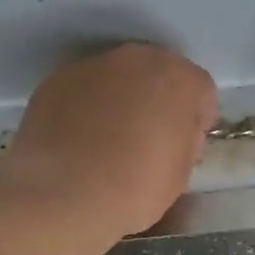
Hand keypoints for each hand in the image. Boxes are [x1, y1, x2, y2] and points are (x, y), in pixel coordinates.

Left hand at [0, 42, 217, 238]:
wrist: (65, 195)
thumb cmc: (137, 187)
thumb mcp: (182, 172)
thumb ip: (185, 141)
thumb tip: (174, 135)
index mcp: (177, 78)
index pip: (200, 90)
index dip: (197, 119)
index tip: (188, 146)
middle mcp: (135, 59)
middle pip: (156, 75)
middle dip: (157, 102)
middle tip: (150, 141)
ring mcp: (90, 66)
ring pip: (116, 80)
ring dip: (119, 102)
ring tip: (109, 144)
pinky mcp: (54, 82)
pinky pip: (81, 93)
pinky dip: (84, 110)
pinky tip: (79, 144)